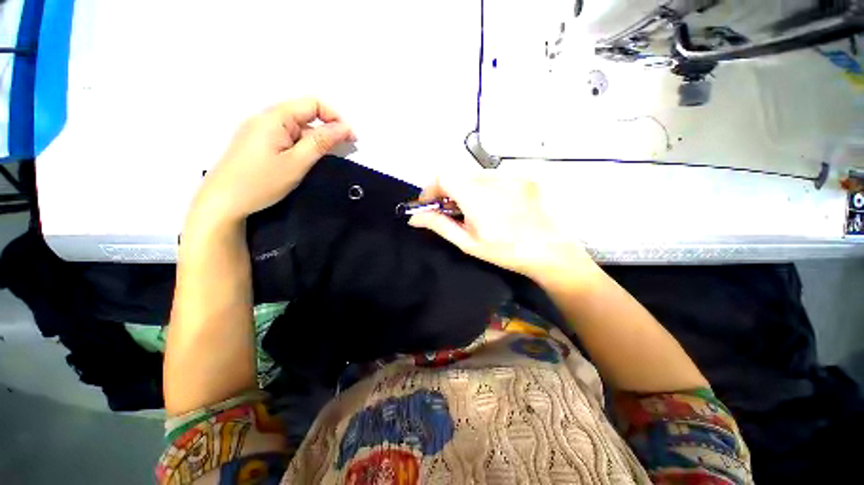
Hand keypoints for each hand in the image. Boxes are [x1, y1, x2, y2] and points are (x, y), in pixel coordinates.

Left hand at [190, 98, 354, 224]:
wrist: (222, 201)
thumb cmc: (261, 182)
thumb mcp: (296, 163)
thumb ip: (321, 143)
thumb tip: (344, 128)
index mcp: (275, 117)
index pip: (313, 104)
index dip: (335, 118)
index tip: (351, 139)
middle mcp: (266, 118)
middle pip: (305, 114)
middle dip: (328, 129)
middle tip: (346, 150)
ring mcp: (260, 130)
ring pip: (297, 128)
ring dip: (316, 139)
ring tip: (329, 158)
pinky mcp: (258, 143)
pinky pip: (287, 137)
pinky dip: (303, 145)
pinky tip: (308, 159)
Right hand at [408, 176, 595, 282]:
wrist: (551, 251)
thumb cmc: (506, 251)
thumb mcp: (469, 243)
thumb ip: (440, 225)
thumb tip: (414, 217)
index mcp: (477, 197)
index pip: (443, 176)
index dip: (431, 188)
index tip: (430, 203)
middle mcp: (494, 179)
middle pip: (459, 175)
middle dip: (448, 190)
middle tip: (452, 210)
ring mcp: (512, 175)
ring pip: (476, 175)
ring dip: (468, 188)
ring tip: (476, 210)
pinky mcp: (525, 176)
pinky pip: (496, 176)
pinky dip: (486, 187)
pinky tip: (496, 205)